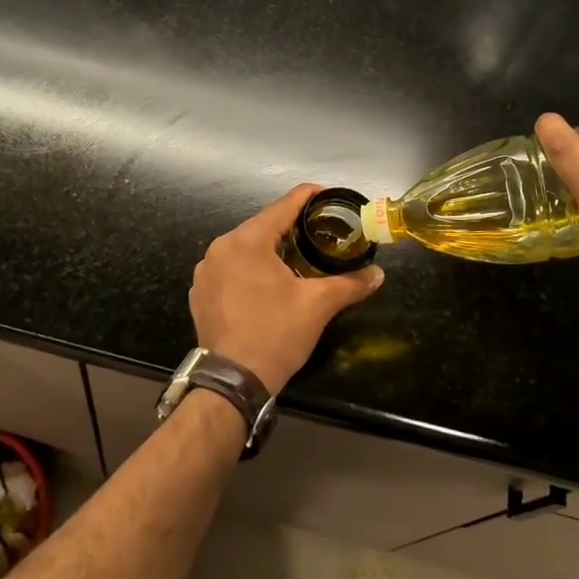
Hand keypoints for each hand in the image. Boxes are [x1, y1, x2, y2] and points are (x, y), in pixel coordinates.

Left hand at [189, 184, 385, 393]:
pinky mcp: (200, 293)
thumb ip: (350, 283)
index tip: (329, 196)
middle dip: (291, 228)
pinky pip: (230, 268)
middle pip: (263, 226)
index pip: (283, 206)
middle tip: (320, 233)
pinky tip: (268, 284)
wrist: (233, 382)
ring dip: (270, 250)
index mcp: (246, 241)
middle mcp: (220, 248)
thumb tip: (378, 274)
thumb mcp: (318, 305)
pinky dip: (250, 269)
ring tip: (298, 258)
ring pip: (245, 248)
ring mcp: (205, 271)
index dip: (309, 197)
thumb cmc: (276, 334)